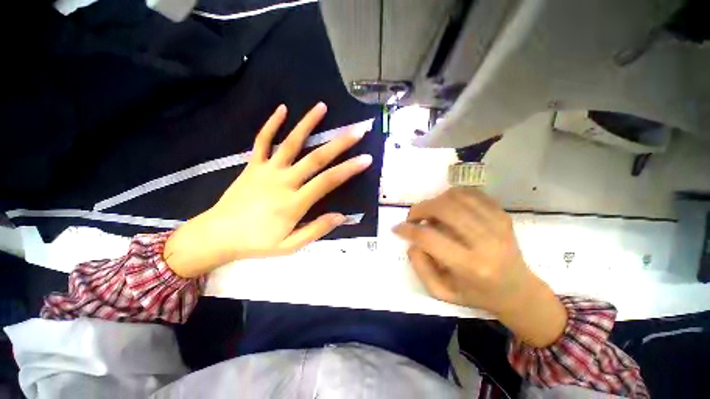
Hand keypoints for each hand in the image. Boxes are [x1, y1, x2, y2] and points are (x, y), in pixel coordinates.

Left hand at [165, 103, 371, 277]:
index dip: (349, 169)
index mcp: (294, 203)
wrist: (218, 235)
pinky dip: (271, 124)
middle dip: (339, 143)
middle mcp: (283, 182)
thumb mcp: (290, 246)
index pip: (327, 182)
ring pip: (290, 143)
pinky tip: (282, 109)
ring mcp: (267, 170)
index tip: (366, 158)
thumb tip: (342, 216)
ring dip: (307, 124)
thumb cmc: (257, 243)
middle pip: (315, 158)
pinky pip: (262, 141)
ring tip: (321, 107)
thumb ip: (316, 230)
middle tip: (357, 130)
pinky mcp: (253, 165)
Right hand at [393, 188, 566, 346]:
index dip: (407, 230)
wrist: (518, 291)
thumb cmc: (476, 295)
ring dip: (435, 201)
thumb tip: (412, 241)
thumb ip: (421, 267)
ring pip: (456, 197)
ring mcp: (497, 225)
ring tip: (430, 212)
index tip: (397, 228)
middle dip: (420, 209)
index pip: (429, 238)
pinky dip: (453, 195)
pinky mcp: (503, 215)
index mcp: (470, 267)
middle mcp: (486, 242)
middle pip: (444, 210)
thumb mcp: (442, 293)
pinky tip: (448, 206)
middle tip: (412, 217)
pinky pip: (472, 194)